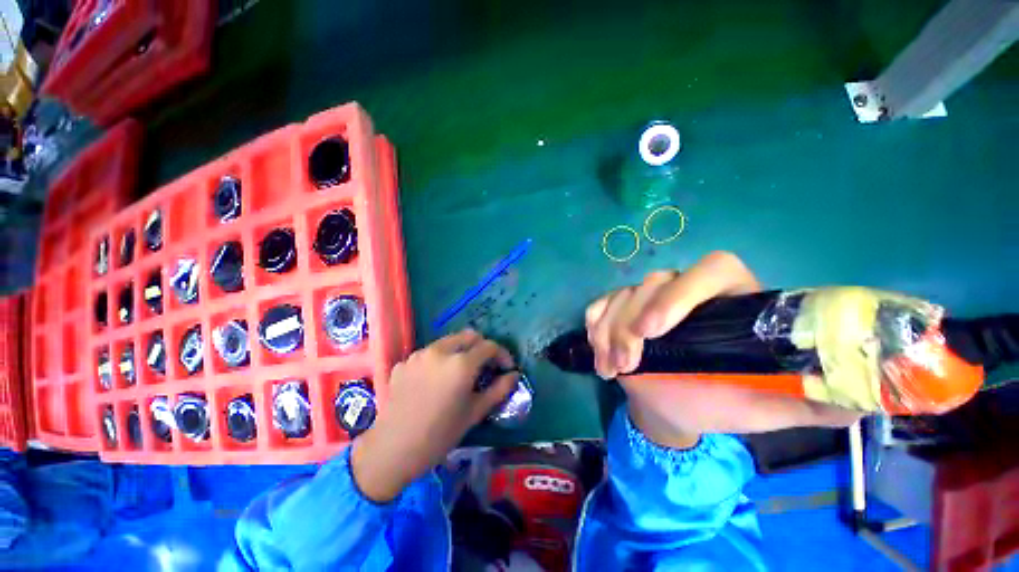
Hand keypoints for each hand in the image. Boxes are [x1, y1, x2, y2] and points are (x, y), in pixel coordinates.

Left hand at [351, 329, 517, 501]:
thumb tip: (514, 375)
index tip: (506, 367)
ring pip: (448, 341)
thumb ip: (499, 390)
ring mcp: (419, 354)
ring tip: (460, 372)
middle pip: (469, 336)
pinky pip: (429, 353)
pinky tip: (435, 381)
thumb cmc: (440, 434)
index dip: (502, 354)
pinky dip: (440, 360)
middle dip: (482, 347)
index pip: (489, 345)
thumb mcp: (474, 413)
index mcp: (461, 363)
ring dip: (461, 350)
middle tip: (485, 366)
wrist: (392, 449)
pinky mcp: (404, 361)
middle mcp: (440, 350)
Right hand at [585, 251, 859, 447]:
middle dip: (632, 322)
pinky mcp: (619, 308)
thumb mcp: (769, 406)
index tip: (657, 330)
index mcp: (730, 303)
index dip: (683, 293)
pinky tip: (599, 352)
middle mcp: (687, 293)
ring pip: (621, 295)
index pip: (714, 269)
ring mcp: (647, 299)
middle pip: (654, 282)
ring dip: (609, 332)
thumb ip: (814, 398)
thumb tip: (868, 395)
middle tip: (628, 364)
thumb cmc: (720, 404)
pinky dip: (594, 326)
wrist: (673, 408)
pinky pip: (599, 305)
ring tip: (612, 369)